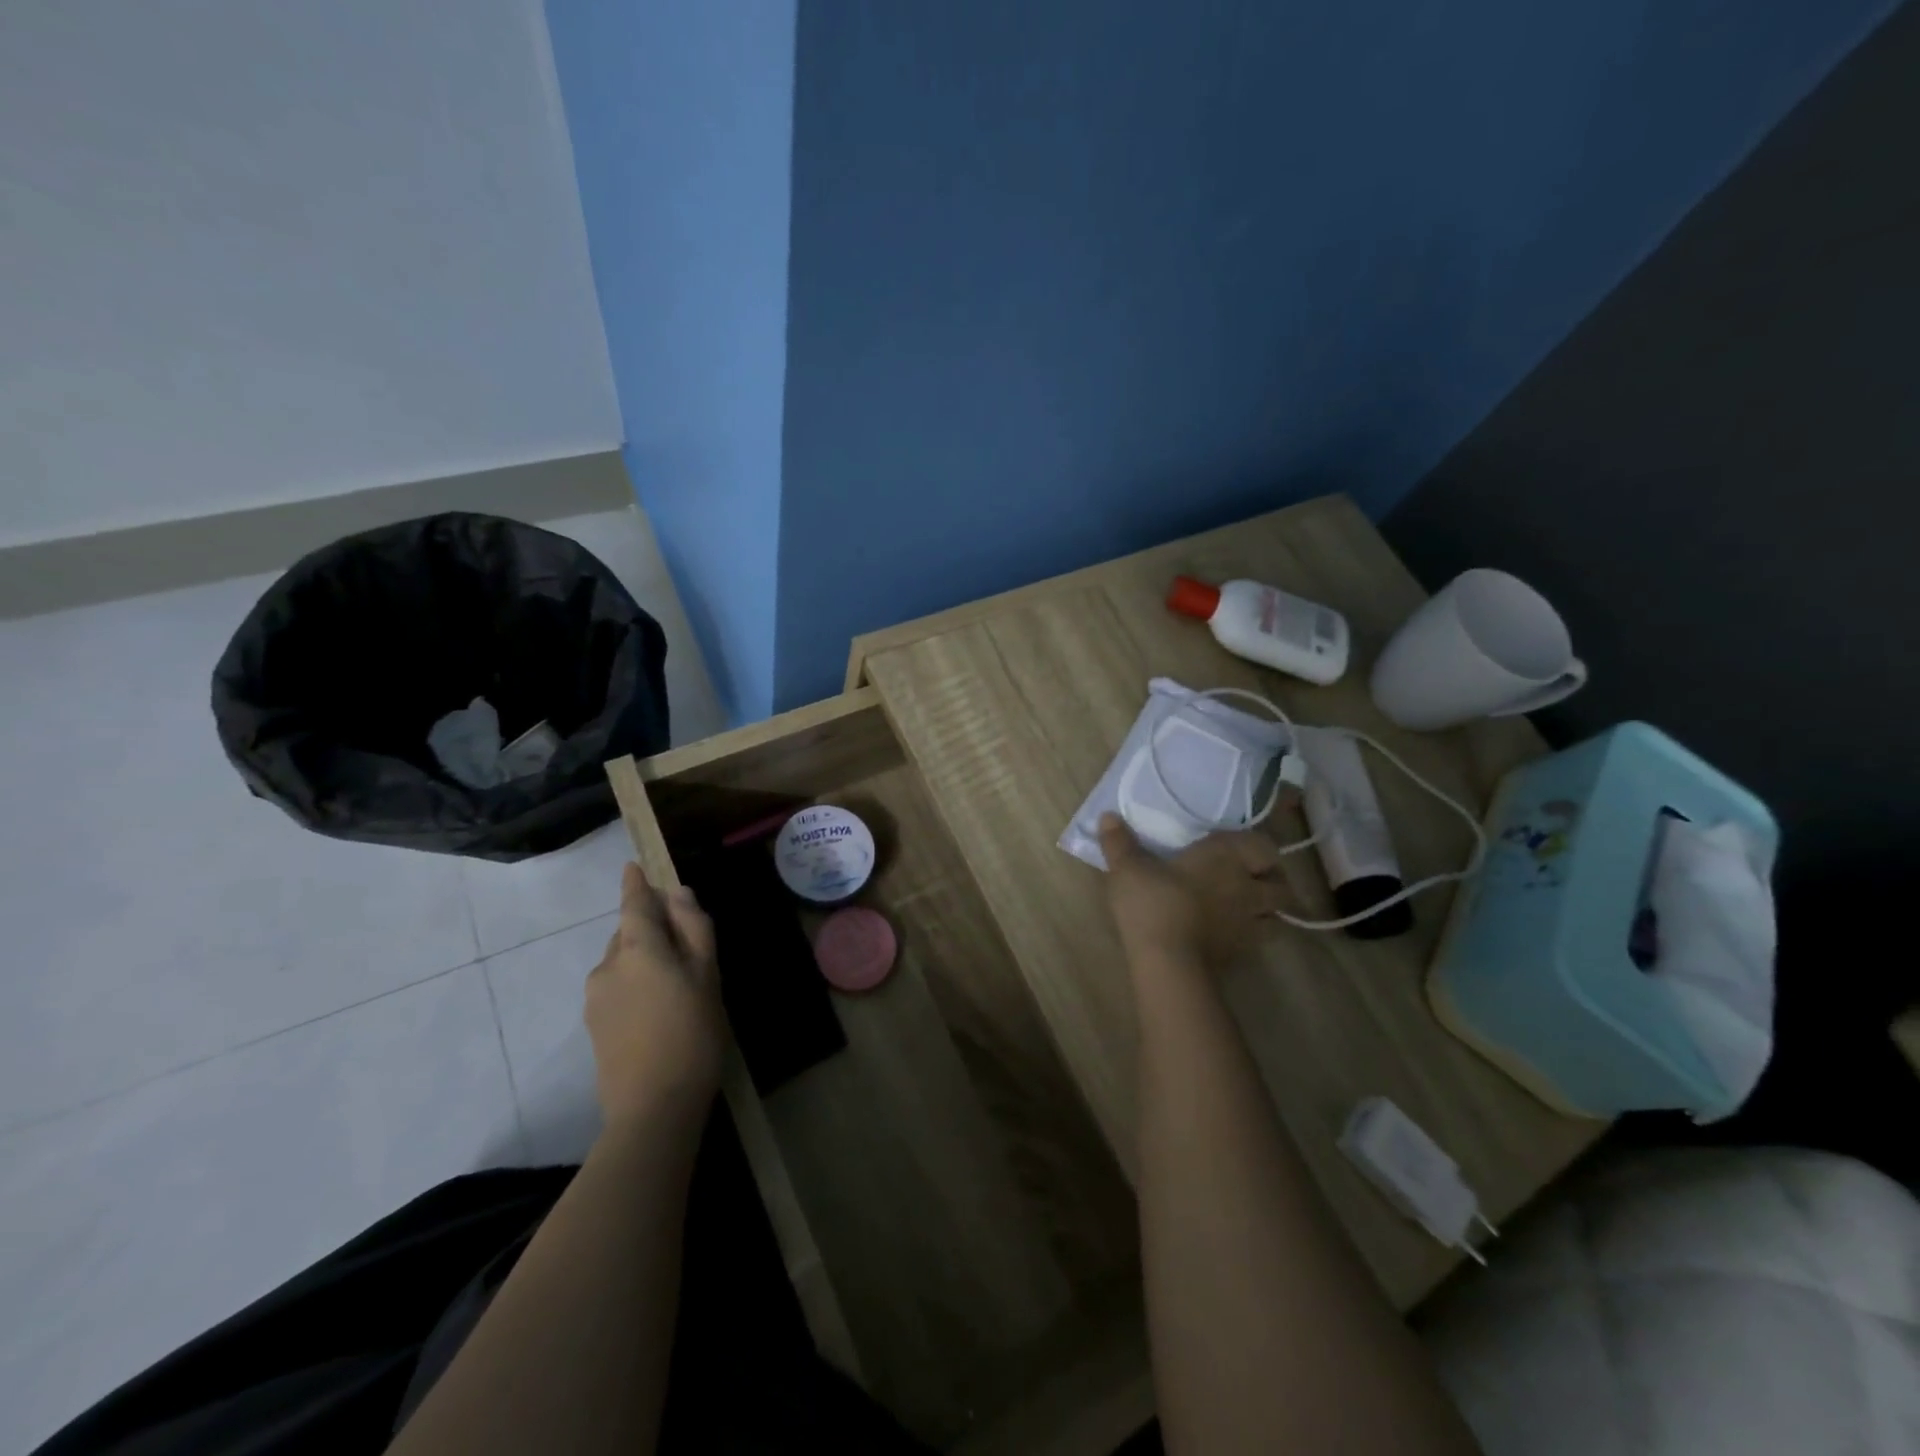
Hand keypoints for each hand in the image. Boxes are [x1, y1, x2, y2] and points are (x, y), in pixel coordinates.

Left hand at [585, 863, 725, 1126]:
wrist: (653, 1108)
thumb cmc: (693, 1032)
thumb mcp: (707, 974)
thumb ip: (693, 928)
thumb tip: (678, 893)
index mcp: (637, 948)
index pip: (633, 903)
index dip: (635, 884)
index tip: (633, 867)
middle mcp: (607, 966)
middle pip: (629, 933)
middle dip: (650, 928)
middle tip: (686, 944)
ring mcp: (596, 999)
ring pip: (623, 962)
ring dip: (644, 959)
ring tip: (678, 984)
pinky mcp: (595, 1027)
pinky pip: (617, 989)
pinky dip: (636, 985)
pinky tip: (660, 1011)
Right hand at [1098, 812, 1290, 974]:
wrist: (1169, 962)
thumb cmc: (1154, 902)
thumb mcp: (1127, 868)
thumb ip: (1119, 842)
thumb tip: (1108, 816)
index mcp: (1226, 856)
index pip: (1262, 845)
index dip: (1255, 846)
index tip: (1236, 849)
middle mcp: (1247, 886)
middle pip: (1281, 883)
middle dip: (1271, 880)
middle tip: (1249, 879)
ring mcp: (1249, 923)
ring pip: (1277, 916)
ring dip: (1268, 911)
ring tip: (1246, 909)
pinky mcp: (1243, 953)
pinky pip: (1258, 941)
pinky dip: (1251, 936)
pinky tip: (1229, 934)